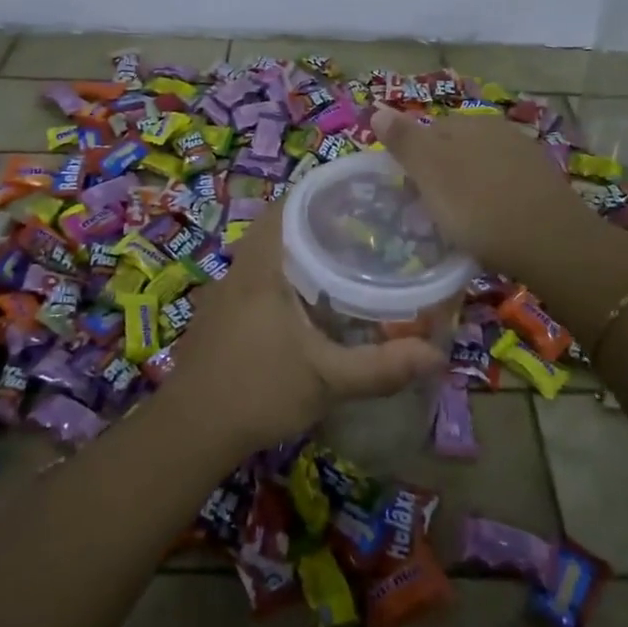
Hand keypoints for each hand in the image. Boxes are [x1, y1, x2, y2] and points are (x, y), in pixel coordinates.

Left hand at [166, 209, 446, 454]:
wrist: (189, 431)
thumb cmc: (258, 390)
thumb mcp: (327, 380)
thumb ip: (382, 367)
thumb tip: (438, 355)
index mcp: (262, 267)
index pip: (287, 206)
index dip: (319, 194)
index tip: (356, 199)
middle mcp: (240, 270)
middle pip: (278, 228)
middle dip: (315, 224)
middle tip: (359, 231)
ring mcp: (223, 293)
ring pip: (264, 255)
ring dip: (296, 253)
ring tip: (339, 263)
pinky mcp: (217, 317)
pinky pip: (254, 280)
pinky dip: (280, 279)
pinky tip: (304, 305)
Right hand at [371, 104, 599, 280]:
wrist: (552, 243)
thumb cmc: (479, 207)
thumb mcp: (430, 172)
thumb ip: (404, 140)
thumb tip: (377, 108)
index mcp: (468, 123)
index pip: (427, 130)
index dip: (412, 160)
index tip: (406, 192)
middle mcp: (498, 130)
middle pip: (455, 147)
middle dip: (440, 173)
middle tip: (428, 210)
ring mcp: (525, 156)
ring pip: (481, 167)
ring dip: (466, 188)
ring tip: (458, 222)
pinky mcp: (544, 184)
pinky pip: (504, 186)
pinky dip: (492, 201)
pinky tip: (491, 225)